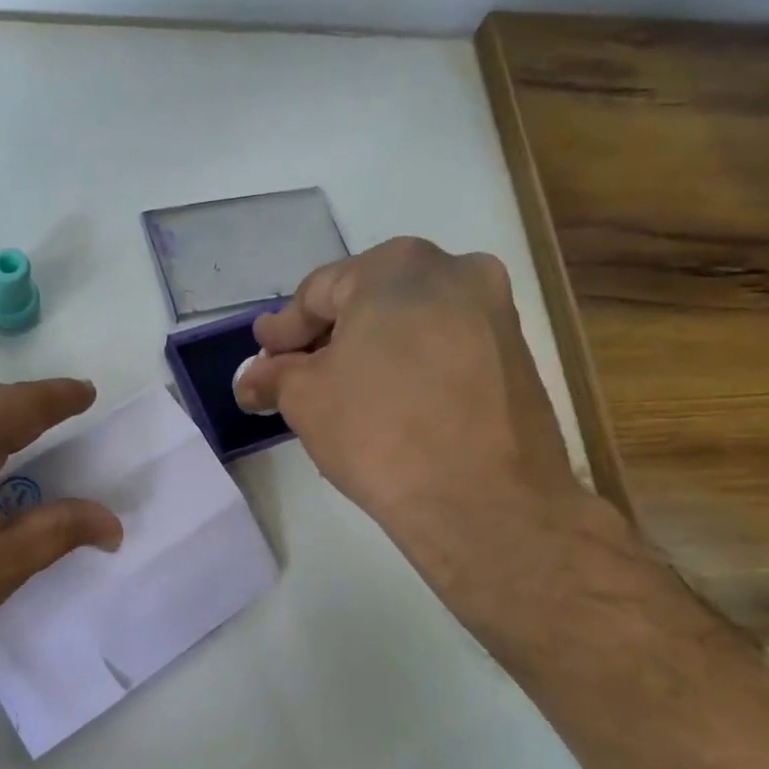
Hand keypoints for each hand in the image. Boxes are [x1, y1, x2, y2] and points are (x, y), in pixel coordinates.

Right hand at [234, 238, 601, 585]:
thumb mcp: (305, 399)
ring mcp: (494, 311)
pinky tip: (390, 405)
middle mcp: (455, 270)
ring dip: (369, 352)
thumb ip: (273, 376)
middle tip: (295, 376)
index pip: (317, 291)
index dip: (282, 330)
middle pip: (367, 301)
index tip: (261, 358)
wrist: (484, 502)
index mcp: (397, 266)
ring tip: (341, 395)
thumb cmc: (379, 432)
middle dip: (326, 339)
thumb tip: (252, 378)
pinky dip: (409, 367)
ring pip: (409, 324)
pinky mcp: (516, 355)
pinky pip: (444, 349)